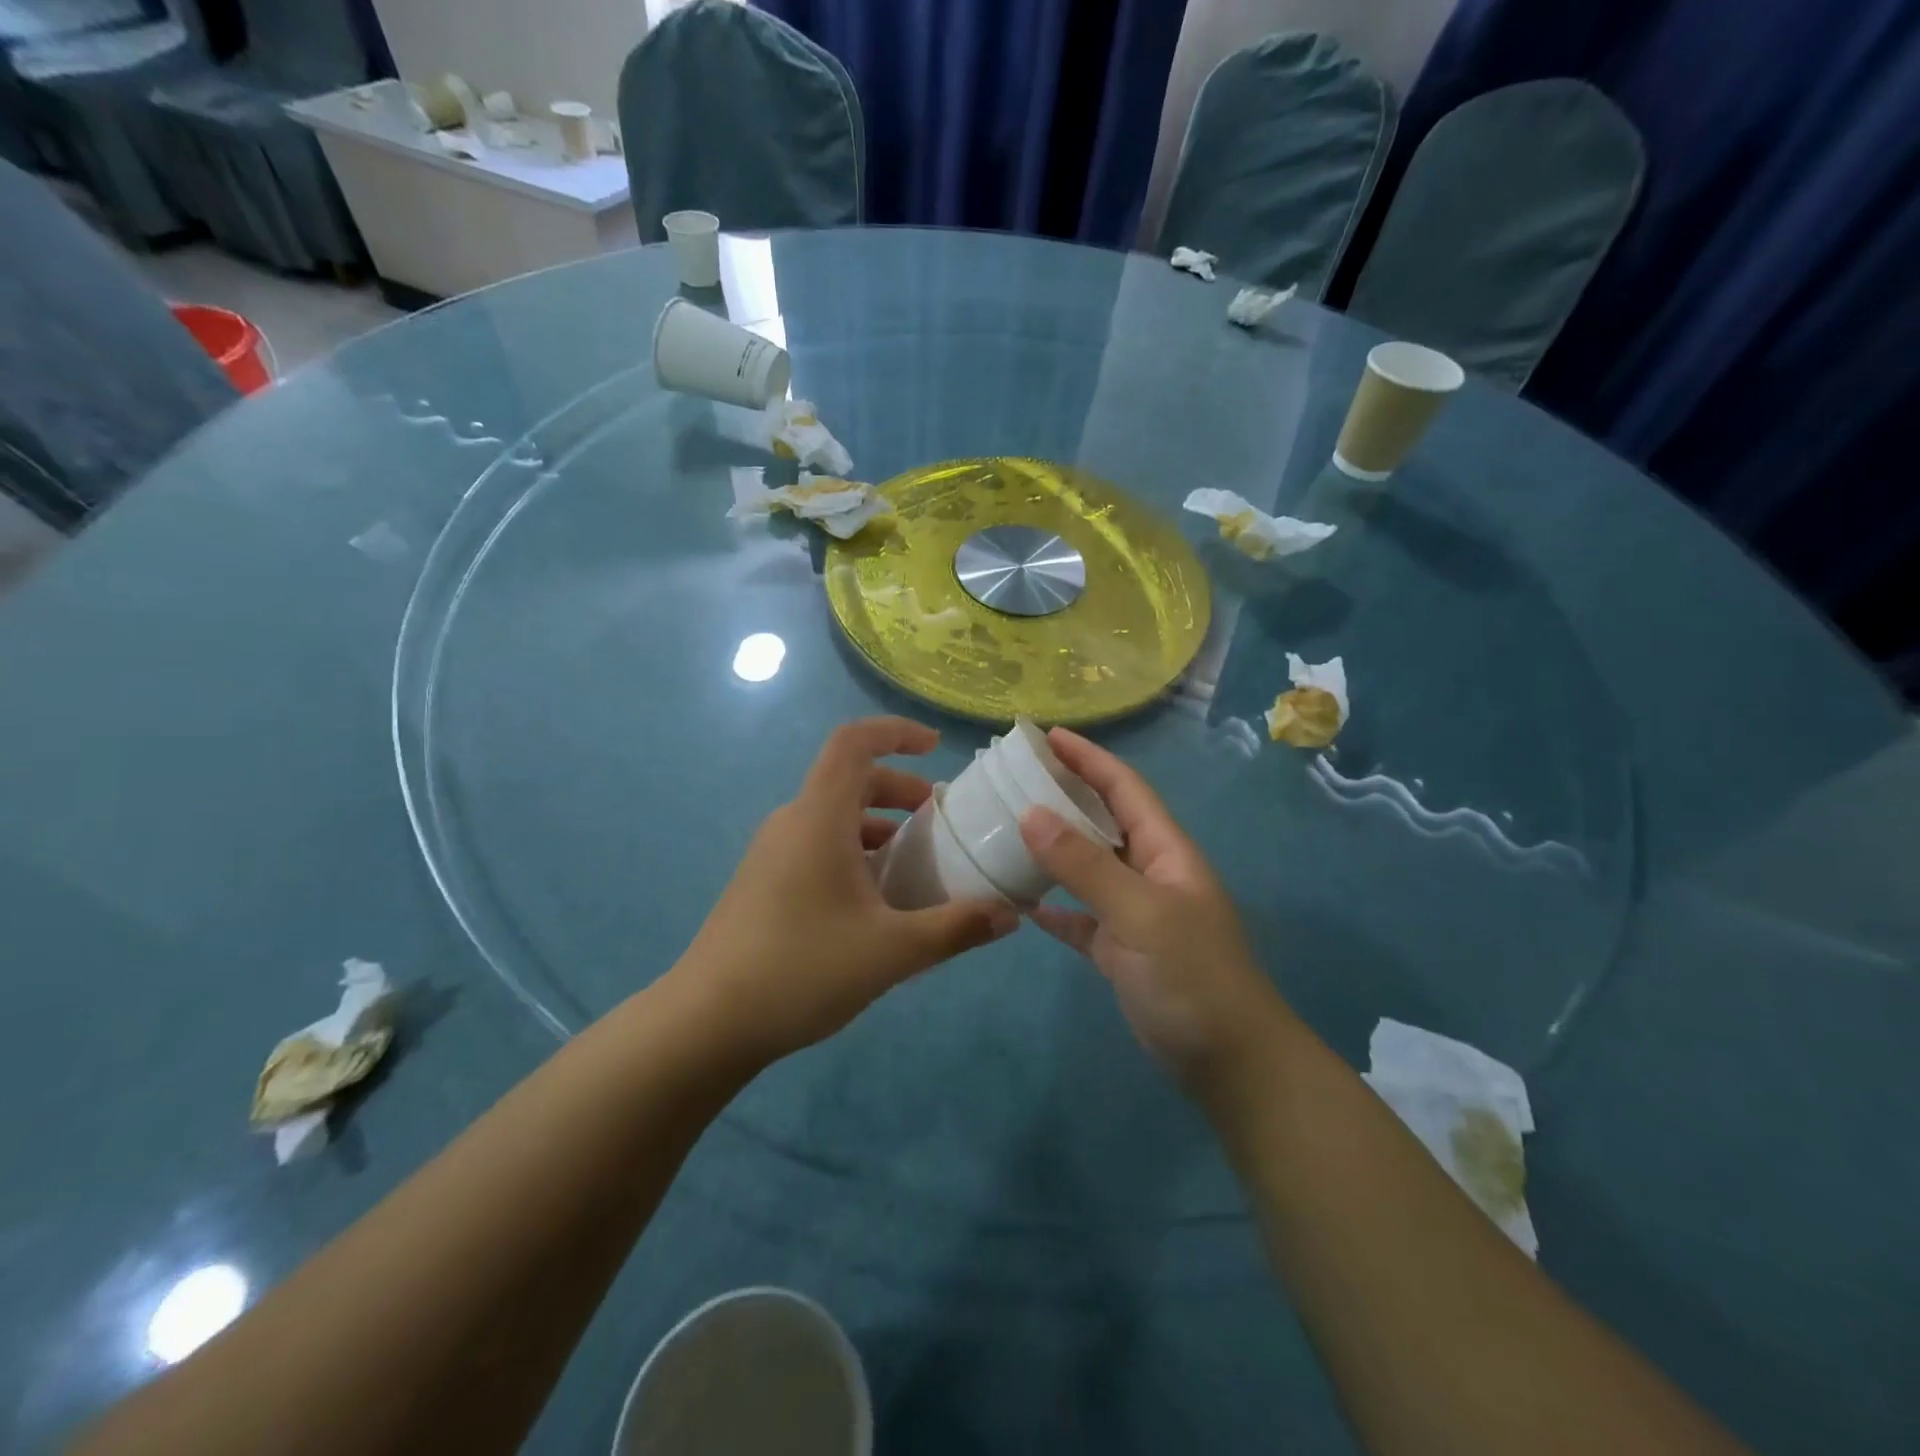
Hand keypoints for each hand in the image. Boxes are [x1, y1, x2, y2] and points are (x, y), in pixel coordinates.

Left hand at [677, 717, 1018, 1062]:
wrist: (706, 1023)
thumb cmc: (800, 970)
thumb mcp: (892, 951)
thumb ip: (956, 928)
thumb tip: (1011, 915)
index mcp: (818, 818)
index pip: (853, 743)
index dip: (895, 732)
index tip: (934, 746)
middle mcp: (792, 823)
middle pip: (849, 781)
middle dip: (900, 791)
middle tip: (939, 823)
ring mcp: (772, 854)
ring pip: (834, 818)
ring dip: (879, 828)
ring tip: (916, 868)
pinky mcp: (763, 883)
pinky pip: (817, 846)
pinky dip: (855, 854)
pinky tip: (876, 905)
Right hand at [1018, 728, 1291, 1085]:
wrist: (1230, 1063)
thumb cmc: (1192, 978)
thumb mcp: (1141, 914)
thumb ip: (1086, 865)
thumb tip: (1030, 814)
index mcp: (1165, 851)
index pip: (1124, 787)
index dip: (1087, 757)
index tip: (1044, 734)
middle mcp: (1150, 872)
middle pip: (1103, 820)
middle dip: (1065, 794)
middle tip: (1013, 778)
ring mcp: (1135, 913)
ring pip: (1088, 867)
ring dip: (1052, 848)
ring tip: (1006, 828)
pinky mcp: (1121, 951)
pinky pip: (1081, 917)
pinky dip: (1054, 907)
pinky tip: (1022, 902)